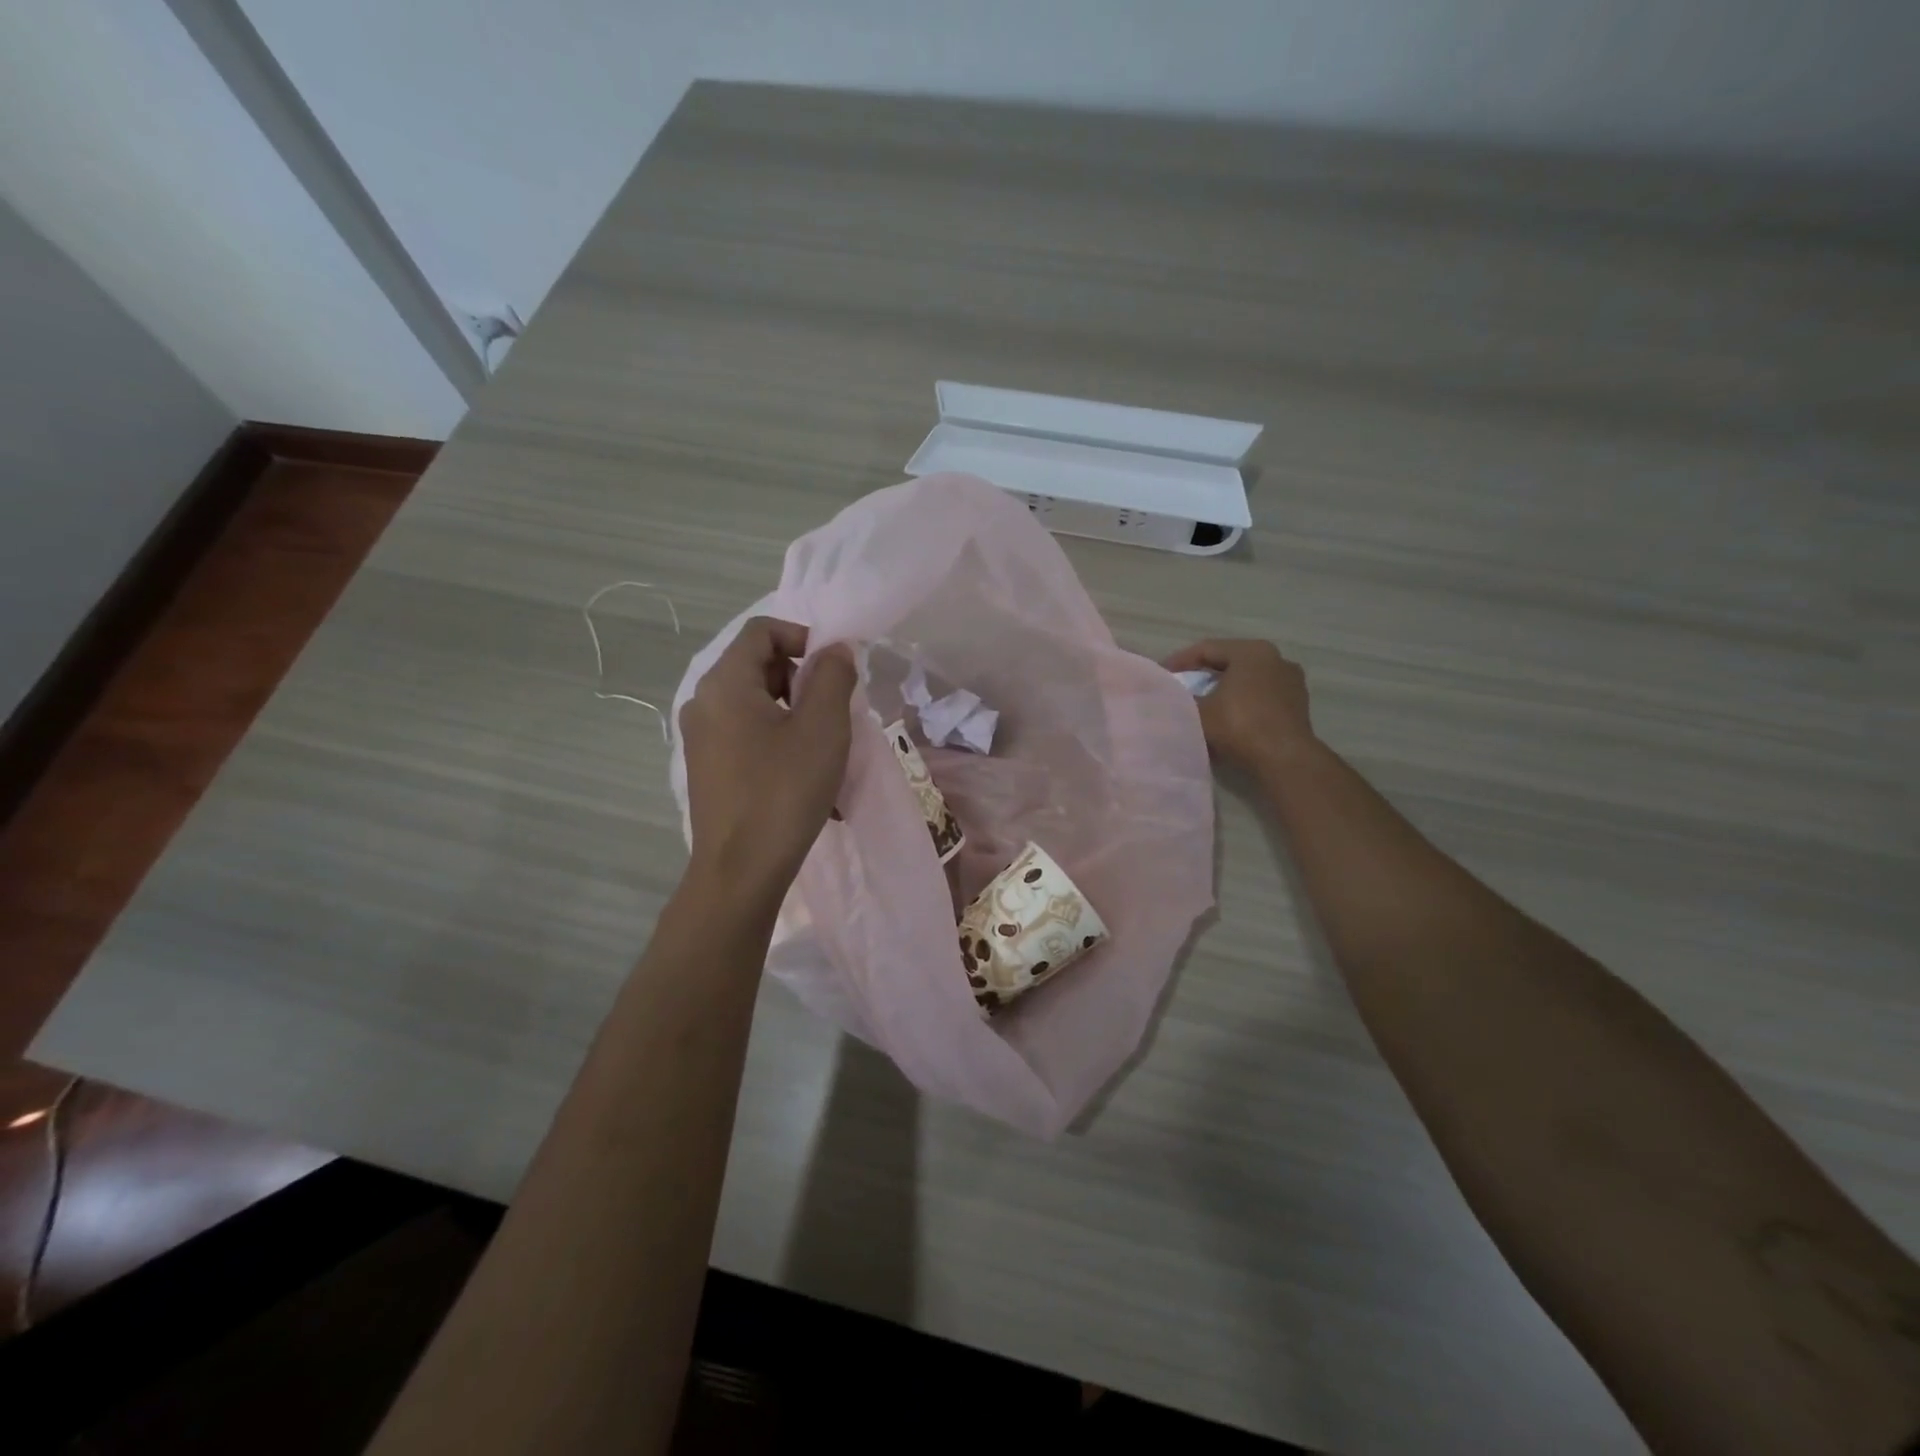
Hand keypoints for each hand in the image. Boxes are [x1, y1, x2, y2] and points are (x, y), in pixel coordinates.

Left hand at [679, 618, 856, 907]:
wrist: (740, 871)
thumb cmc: (784, 791)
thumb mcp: (822, 728)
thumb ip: (832, 677)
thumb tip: (834, 651)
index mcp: (725, 684)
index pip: (762, 631)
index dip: (804, 638)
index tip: (835, 672)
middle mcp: (703, 703)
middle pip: (758, 666)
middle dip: (803, 681)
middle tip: (834, 715)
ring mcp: (701, 738)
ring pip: (756, 704)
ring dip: (796, 715)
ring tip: (825, 753)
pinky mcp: (708, 768)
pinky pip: (747, 736)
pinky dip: (779, 742)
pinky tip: (804, 778)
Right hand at [1164, 638, 1315, 774]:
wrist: (1283, 759)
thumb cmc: (1239, 726)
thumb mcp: (1199, 712)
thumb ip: (1182, 699)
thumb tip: (1170, 697)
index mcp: (1251, 652)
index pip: (1207, 649)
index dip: (1180, 661)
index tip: (1162, 674)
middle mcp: (1275, 658)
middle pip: (1229, 661)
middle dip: (1202, 673)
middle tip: (1180, 685)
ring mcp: (1290, 681)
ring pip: (1247, 679)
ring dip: (1224, 688)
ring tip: (1203, 702)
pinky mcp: (1297, 704)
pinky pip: (1261, 696)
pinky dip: (1242, 702)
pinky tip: (1228, 717)